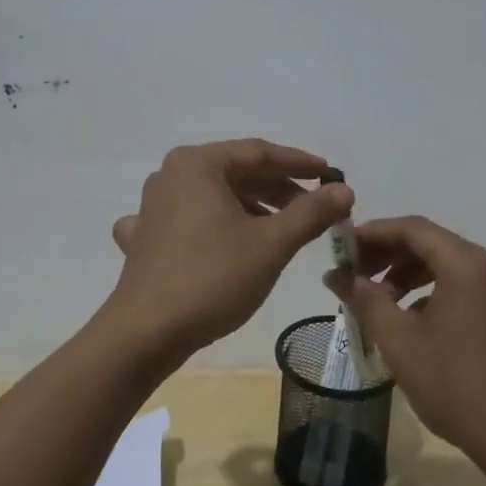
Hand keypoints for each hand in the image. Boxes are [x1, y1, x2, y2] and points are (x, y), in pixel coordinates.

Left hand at [103, 139, 351, 364]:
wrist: (145, 332)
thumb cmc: (212, 277)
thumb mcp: (271, 243)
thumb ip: (311, 212)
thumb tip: (343, 190)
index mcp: (197, 164)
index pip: (259, 153)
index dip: (299, 163)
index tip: (331, 176)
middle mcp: (170, 175)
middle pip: (235, 172)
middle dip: (278, 189)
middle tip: (315, 208)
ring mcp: (152, 206)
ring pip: (212, 196)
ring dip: (251, 208)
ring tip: (284, 229)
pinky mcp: (143, 238)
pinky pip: (187, 221)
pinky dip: (213, 227)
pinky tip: (222, 241)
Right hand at [323, 217, 485, 476]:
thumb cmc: (456, 386)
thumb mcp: (399, 341)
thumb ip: (364, 300)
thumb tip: (335, 274)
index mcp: (466, 264)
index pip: (412, 228)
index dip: (372, 233)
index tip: (341, 248)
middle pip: (428, 242)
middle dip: (387, 254)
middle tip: (351, 274)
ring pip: (443, 264)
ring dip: (405, 273)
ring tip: (375, 299)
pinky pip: (459, 284)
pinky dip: (428, 290)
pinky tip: (408, 319)